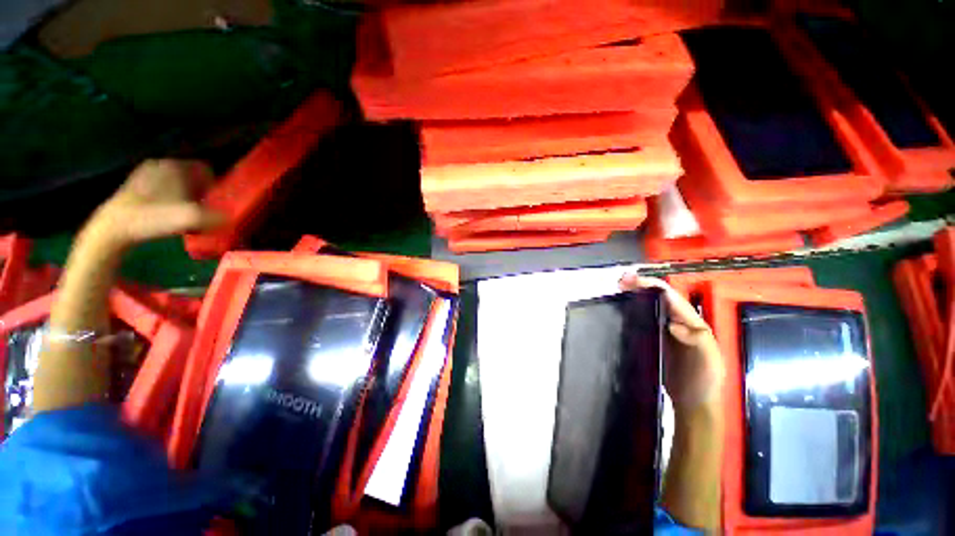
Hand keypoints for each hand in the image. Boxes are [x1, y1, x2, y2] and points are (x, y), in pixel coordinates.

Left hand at [89, 159, 223, 247]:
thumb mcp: (191, 218)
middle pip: (191, 175)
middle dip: (200, 190)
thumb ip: (217, 216)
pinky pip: (162, 187)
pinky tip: (167, 213)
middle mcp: (160, 163)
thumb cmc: (153, 218)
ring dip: (185, 195)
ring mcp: (145, 173)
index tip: (216, 201)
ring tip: (185, 213)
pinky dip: (169, 198)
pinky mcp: (135, 185)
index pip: (206, 168)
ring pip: (177, 181)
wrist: (114, 228)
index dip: (215, 184)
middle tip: (203, 209)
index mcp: (174, 165)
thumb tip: (231, 218)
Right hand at [619, 274, 724, 409]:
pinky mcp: (653, 340)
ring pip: (648, 306)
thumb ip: (697, 341)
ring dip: (633, 295)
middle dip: (639, 285)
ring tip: (616, 290)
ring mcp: (663, 330)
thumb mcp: (708, 362)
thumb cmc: (704, 382)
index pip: (670, 296)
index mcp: (692, 321)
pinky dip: (630, 312)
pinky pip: (641, 321)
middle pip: (657, 296)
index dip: (651, 285)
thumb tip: (673, 324)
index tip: (630, 281)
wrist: (692, 404)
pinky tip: (619, 311)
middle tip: (619, 282)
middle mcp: (677, 321)